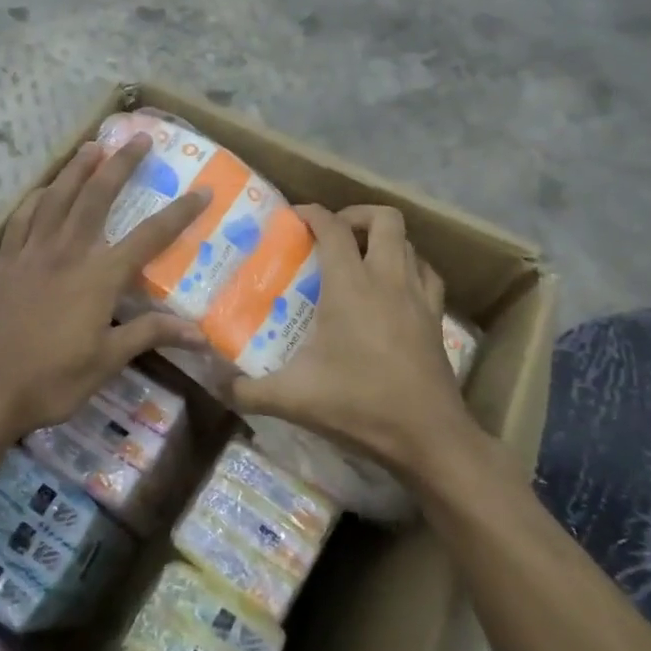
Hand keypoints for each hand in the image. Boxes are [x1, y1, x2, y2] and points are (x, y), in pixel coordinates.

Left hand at [0, 135, 209, 448]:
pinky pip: (22, 218)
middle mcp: (67, 253)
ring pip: (57, 197)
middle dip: (121, 164)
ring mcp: (32, 253)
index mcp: (98, 277)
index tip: (202, 191)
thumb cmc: (51, 380)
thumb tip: (200, 333)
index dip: (179, 213)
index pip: (149, 238)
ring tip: (92, 145)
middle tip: (138, 138)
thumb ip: (149, 335)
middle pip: (97, 197)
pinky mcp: (5, 262)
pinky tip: (43, 189)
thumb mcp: (107, 361)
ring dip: (77, 169)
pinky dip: (36, 198)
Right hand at [227, 204, 481, 482]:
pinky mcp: (436, 319)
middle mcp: (388, 280)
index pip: (333, 228)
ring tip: (360, 258)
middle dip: (356, 215)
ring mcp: (418, 297)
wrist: (427, 437)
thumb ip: (246, 389)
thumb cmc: (358, 405)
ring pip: (410, 243)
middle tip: (332, 234)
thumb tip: (214, 383)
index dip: (312, 213)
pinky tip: (393, 288)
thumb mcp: (292, 398)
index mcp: (351, 286)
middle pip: (384, 219)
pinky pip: (427, 275)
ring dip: (384, 240)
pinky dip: (410, 268)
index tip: (293, 217)